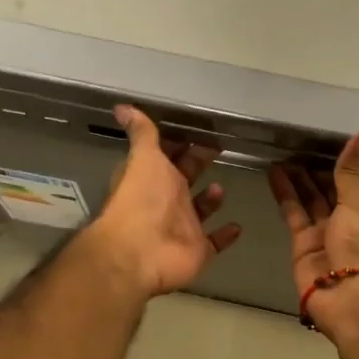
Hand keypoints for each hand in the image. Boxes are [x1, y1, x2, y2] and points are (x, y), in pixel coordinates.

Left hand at [86, 105, 242, 297]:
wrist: (141, 252)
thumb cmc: (143, 199)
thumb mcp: (145, 157)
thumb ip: (142, 133)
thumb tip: (120, 106)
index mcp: (154, 177)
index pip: (168, 156)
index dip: (181, 143)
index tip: (200, 129)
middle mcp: (167, 200)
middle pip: (186, 178)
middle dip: (198, 163)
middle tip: (219, 147)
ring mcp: (183, 228)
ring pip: (200, 210)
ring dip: (211, 199)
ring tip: (219, 188)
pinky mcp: (198, 250)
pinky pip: (216, 242)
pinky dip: (226, 235)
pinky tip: (238, 225)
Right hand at [268, 131, 358, 304]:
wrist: (352, 301)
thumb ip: (353, 170)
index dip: (346, 168)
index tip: (329, 146)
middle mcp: (353, 226)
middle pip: (333, 193)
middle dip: (318, 173)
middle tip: (299, 146)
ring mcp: (327, 237)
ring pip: (311, 202)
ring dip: (299, 180)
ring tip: (283, 154)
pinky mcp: (303, 248)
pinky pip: (294, 215)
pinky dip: (285, 195)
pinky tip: (274, 173)